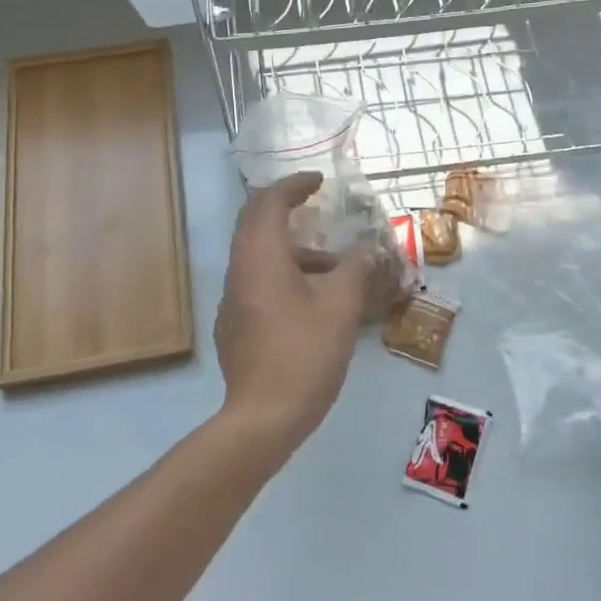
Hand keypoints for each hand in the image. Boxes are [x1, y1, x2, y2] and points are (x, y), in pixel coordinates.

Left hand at [214, 172, 373, 457]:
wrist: (263, 418)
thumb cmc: (304, 354)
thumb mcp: (341, 308)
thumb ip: (355, 270)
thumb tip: (367, 250)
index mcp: (261, 258)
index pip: (269, 202)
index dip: (294, 185)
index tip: (319, 182)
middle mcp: (240, 270)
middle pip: (254, 222)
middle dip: (285, 208)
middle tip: (317, 206)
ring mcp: (233, 299)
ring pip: (257, 254)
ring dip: (291, 247)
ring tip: (333, 265)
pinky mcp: (234, 324)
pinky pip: (256, 280)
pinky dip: (283, 271)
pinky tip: (312, 299)